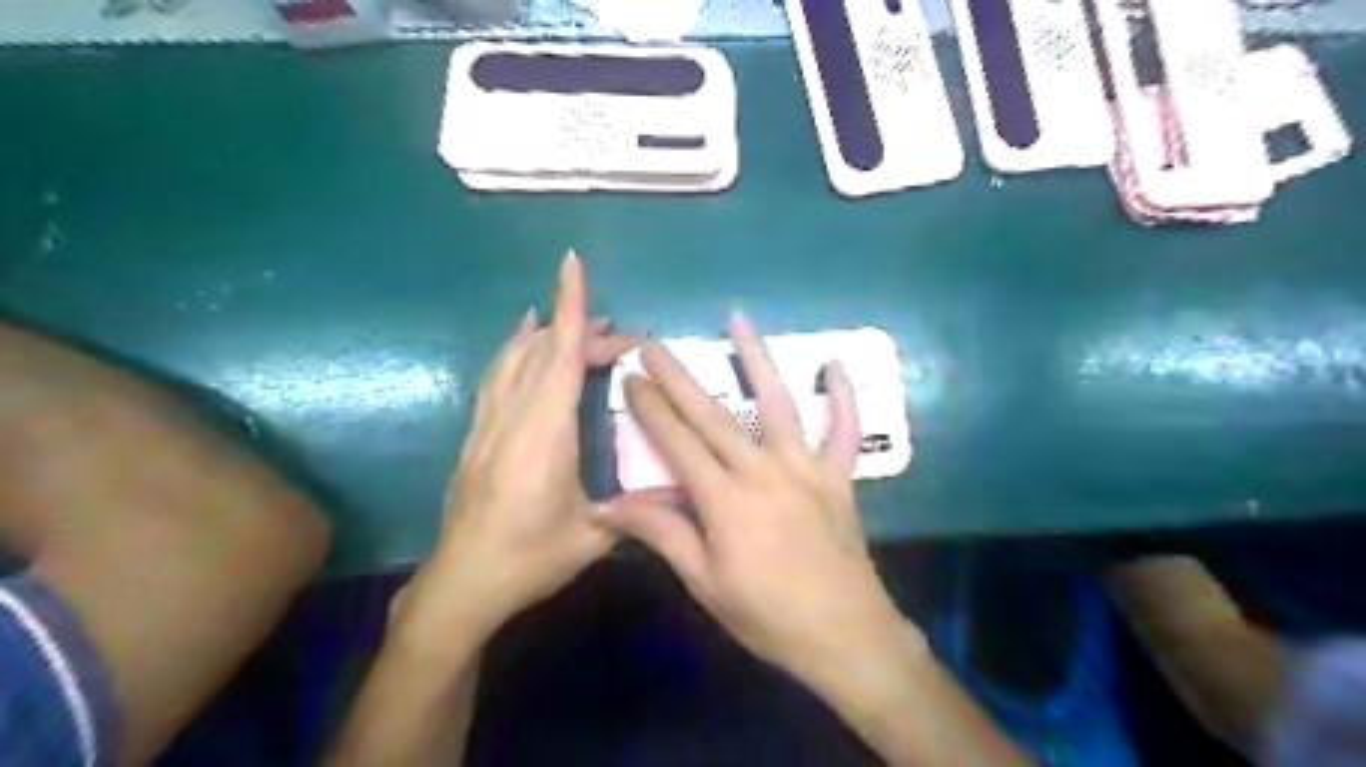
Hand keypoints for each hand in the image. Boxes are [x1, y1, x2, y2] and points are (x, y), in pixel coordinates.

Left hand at [397, 252, 654, 646]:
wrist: (463, 583)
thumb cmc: (530, 557)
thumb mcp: (592, 535)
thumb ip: (637, 506)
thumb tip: (682, 492)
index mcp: (545, 430)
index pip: (559, 353)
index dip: (570, 306)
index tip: (573, 265)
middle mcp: (514, 414)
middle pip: (546, 352)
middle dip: (584, 331)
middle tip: (624, 335)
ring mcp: (490, 422)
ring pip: (514, 358)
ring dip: (545, 332)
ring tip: (572, 320)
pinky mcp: (477, 434)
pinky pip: (497, 376)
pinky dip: (514, 350)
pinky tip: (521, 344)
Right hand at [602, 312, 908, 688]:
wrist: (845, 635)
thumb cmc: (768, 616)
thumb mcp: (706, 583)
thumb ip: (663, 535)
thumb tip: (611, 506)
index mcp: (726, 501)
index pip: (678, 443)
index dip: (652, 409)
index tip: (632, 379)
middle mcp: (765, 472)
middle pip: (715, 415)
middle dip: (680, 377)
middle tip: (655, 344)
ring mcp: (807, 468)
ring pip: (778, 403)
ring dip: (756, 358)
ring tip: (737, 320)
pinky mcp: (838, 476)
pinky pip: (844, 429)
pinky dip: (843, 396)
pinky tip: (835, 363)